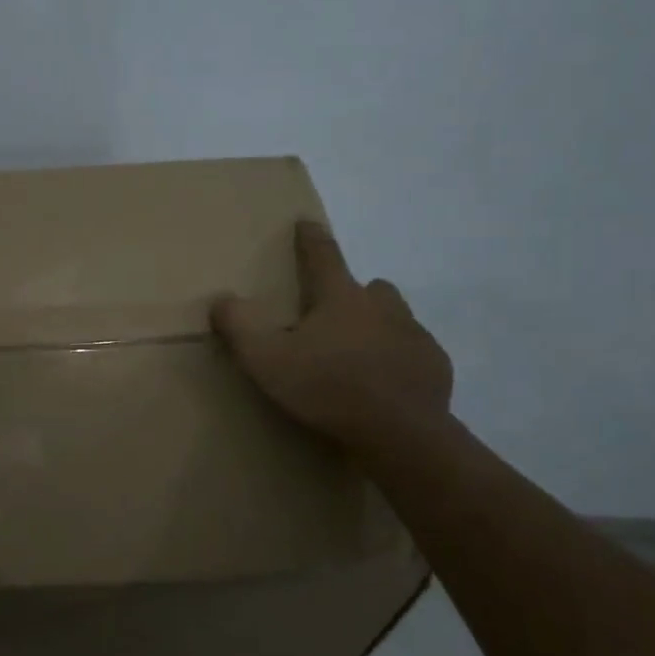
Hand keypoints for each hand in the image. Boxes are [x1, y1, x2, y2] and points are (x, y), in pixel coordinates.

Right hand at [213, 221, 452, 445]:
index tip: (306, 223)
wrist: (399, 433)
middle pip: (369, 287)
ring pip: (395, 317)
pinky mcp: (434, 365)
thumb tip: (221, 299)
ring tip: (358, 355)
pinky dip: (399, 360)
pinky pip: (414, 352)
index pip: (323, 255)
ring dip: (378, 326)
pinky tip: (385, 385)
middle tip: (333, 317)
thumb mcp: (266, 360)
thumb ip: (239, 327)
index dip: (311, 238)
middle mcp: (382, 306)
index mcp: (340, 297)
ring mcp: (413, 334)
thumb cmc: (327, 388)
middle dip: (353, 294)